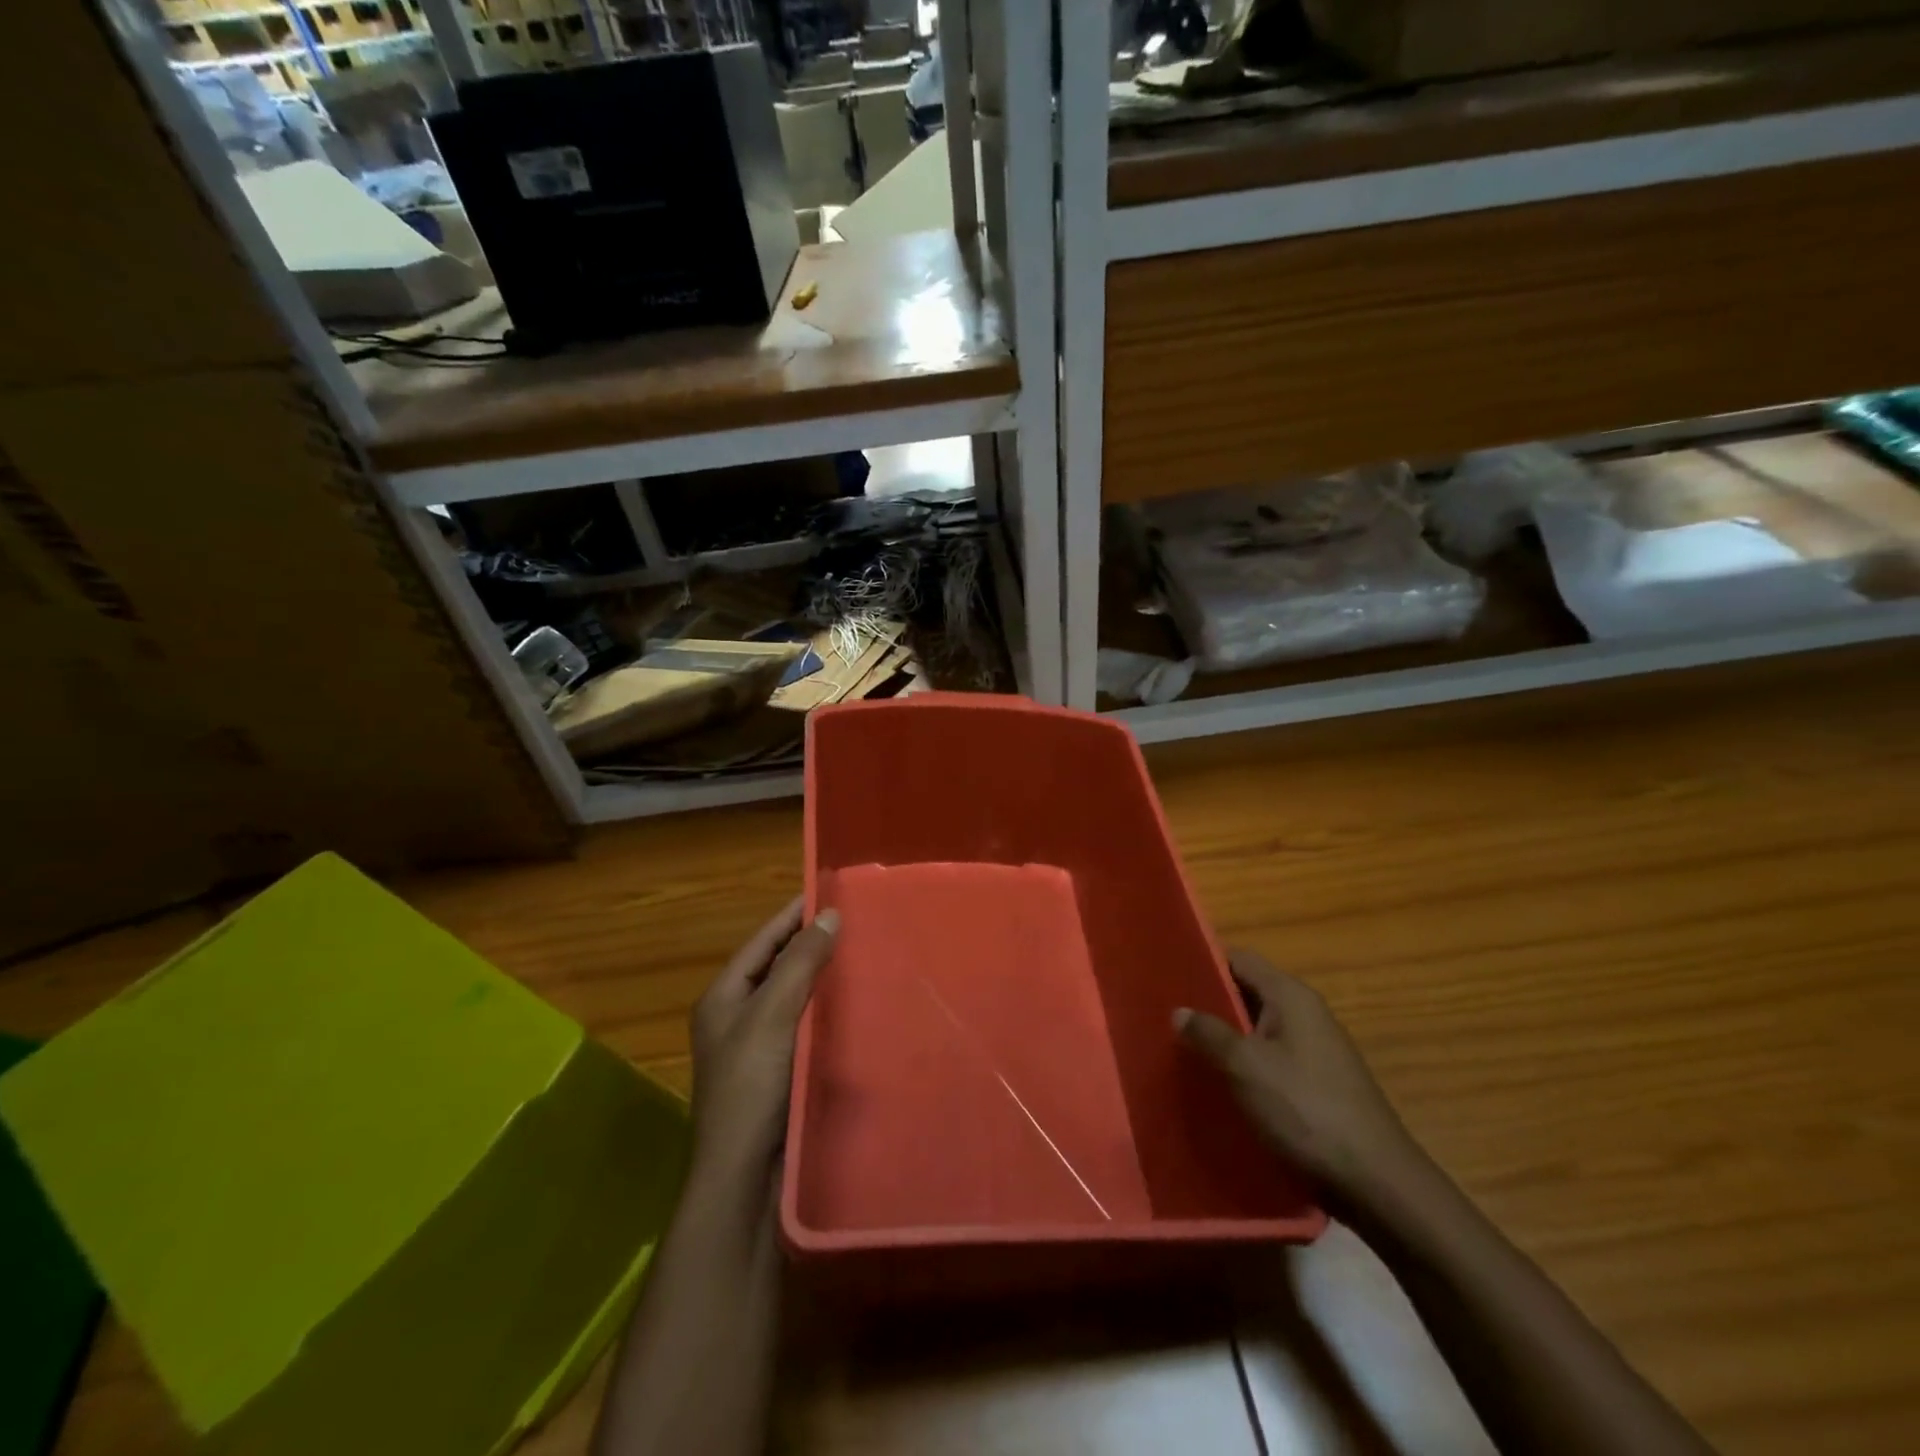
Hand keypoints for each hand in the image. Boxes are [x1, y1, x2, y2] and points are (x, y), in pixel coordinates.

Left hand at [690, 896, 838, 1179]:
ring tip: (864, 954)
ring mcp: (759, 1047)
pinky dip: (827, 1010)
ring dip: (822, 977)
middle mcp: (737, 1017)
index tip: (830, 891)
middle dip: (812, 943)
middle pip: (778, 966)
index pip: (762, 941)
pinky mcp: (781, 1072)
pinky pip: (805, 1026)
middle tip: (857, 921)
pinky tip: (857, 1004)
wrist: (745, 1176)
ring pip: (794, 996)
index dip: (793, 915)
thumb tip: (828, 915)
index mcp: (724, 997)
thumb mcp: (772, 1014)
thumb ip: (799, 962)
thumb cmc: (751, 1085)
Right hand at [1175, 950, 1425, 1211]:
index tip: (1168, 974)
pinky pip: (1272, 1060)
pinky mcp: (1318, 1084)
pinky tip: (1221, 1085)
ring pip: (1258, 1030)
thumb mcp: (1246, 1067)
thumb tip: (1179, 1010)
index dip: (1204, 961)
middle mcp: (1306, 1013)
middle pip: (1248, 993)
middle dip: (1209, 1003)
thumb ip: (1209, 1033)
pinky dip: (1246, 1065)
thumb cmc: (1306, 1109)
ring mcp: (1316, 1050)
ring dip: (1226, 1038)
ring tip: (1184, 1050)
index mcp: (1291, 996)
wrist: (1376, 1182)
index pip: (1240, 959)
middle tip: (1167, 1015)